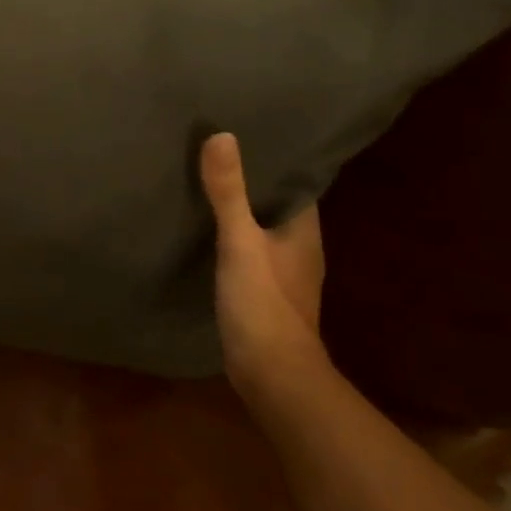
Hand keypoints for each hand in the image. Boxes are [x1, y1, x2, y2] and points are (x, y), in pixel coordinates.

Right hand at [199, 132, 326, 397]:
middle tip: (217, 154)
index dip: (275, 161)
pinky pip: (249, 253)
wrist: (272, 375)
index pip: (296, 184)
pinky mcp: (264, 294)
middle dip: (253, 183)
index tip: (247, 135)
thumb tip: (222, 135)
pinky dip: (231, 239)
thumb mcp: (240, 242)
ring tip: (206, 185)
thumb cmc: (264, 303)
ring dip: (241, 212)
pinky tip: (205, 232)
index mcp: (304, 231)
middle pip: (276, 206)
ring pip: (262, 231)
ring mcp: (283, 275)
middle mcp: (300, 249)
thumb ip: (229, 193)